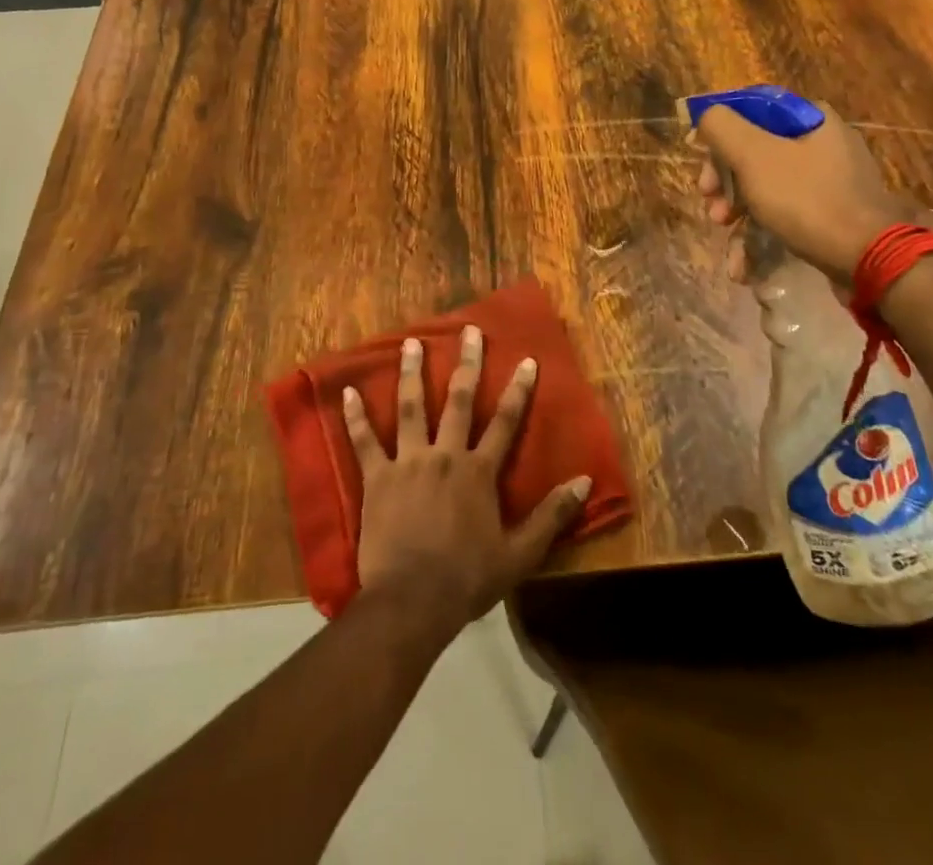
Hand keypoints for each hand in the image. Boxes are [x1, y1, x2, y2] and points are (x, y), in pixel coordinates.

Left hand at [341, 326, 588, 640]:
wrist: (412, 603)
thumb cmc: (467, 579)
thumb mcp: (520, 553)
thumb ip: (552, 515)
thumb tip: (585, 481)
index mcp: (479, 471)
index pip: (505, 421)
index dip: (518, 390)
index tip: (527, 360)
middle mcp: (445, 455)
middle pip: (458, 400)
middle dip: (467, 363)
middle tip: (469, 331)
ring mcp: (408, 463)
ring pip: (410, 408)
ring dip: (411, 373)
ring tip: (410, 342)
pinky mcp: (377, 479)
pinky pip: (364, 442)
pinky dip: (355, 417)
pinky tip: (347, 393)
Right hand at [695, 105, 916, 284]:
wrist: (868, 259)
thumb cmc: (806, 199)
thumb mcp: (754, 155)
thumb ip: (721, 127)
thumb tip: (707, 117)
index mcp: (810, 119)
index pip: (751, 112)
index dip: (719, 138)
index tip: (702, 166)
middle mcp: (823, 144)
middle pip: (755, 153)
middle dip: (725, 184)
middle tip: (711, 207)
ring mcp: (830, 182)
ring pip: (767, 188)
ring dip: (737, 213)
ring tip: (724, 236)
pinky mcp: (831, 215)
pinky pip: (785, 215)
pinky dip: (761, 236)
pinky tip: (743, 266)